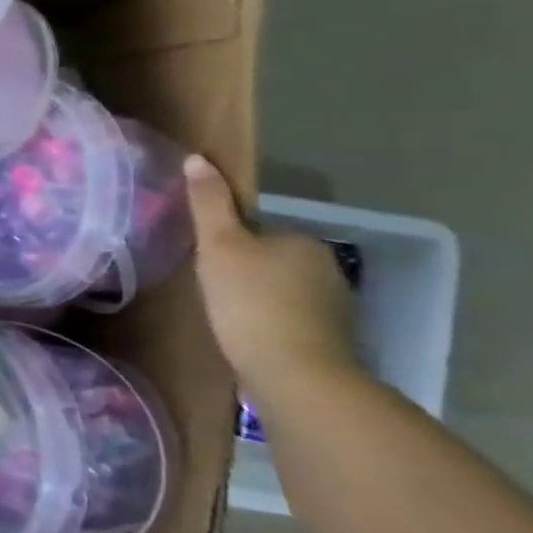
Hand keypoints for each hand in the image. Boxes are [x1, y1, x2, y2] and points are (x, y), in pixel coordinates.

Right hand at [184, 154, 360, 394]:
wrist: (296, 374)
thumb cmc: (250, 302)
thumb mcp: (218, 246)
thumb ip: (208, 203)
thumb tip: (197, 158)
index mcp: (302, 241)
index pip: (256, 230)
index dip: (226, 243)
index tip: (205, 262)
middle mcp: (327, 267)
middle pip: (271, 259)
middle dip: (244, 270)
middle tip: (209, 289)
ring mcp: (336, 306)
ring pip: (283, 290)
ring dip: (258, 298)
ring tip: (227, 316)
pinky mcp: (332, 339)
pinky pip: (292, 318)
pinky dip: (272, 322)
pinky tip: (251, 336)